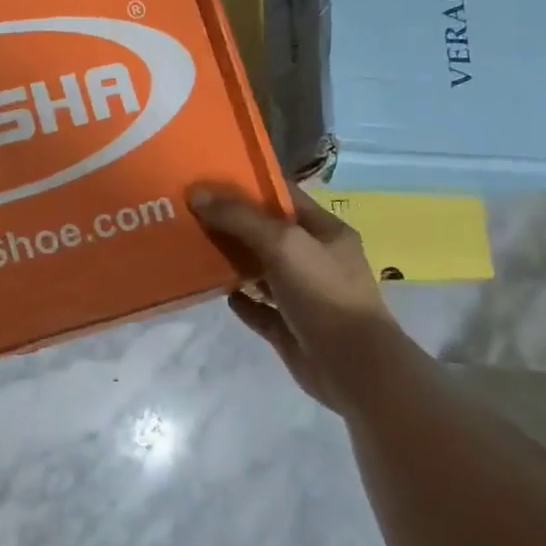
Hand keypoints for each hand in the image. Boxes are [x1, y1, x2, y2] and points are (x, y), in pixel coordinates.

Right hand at [188, 185, 399, 416]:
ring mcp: (303, 295)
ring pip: (261, 270)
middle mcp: (315, 259)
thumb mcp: (283, 243)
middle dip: (233, 222)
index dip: (249, 184)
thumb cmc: (324, 294)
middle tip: (190, 210)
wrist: (354, 368)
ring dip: (233, 260)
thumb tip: (198, 194)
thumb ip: (240, 217)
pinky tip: (219, 292)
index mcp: (324, 231)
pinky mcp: (289, 328)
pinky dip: (241, 301)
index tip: (209, 177)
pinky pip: (259, 309)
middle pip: (268, 232)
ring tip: (194, 247)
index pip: (284, 196)